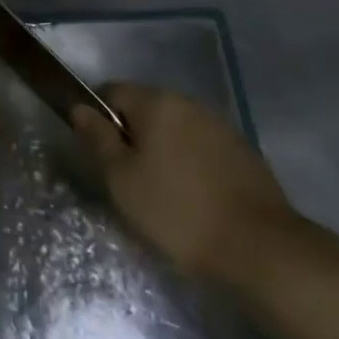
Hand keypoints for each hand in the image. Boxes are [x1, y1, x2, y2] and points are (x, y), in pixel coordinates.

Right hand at [72, 83, 297, 281]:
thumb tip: (80, 108)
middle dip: (131, 135)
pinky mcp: (242, 151)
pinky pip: (200, 147)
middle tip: (125, 178)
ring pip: (174, 129)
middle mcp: (188, 103)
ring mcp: (219, 125)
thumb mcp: (122, 180)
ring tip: (160, 192)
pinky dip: (189, 163)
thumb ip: (98, 138)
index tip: (98, 153)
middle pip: (145, 108)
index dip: (97, 116)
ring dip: (161, 150)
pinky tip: (192, 197)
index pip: (112, 91)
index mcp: (156, 103)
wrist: (259, 248)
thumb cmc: (177, 212)